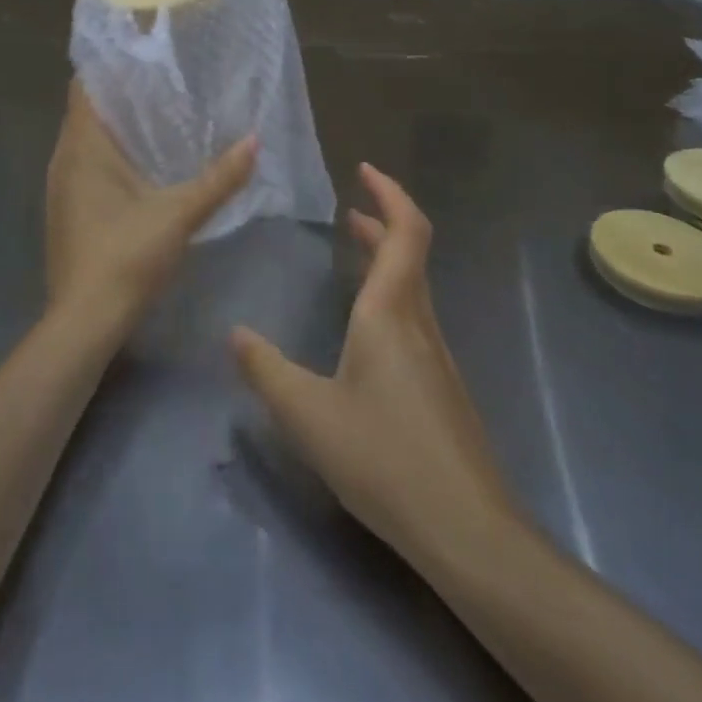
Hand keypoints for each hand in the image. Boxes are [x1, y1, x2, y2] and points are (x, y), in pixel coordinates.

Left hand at [45, 80, 256, 335]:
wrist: (84, 322)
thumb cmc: (126, 256)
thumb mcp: (180, 214)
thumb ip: (219, 178)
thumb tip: (255, 141)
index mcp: (82, 147)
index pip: (84, 86)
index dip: (109, 65)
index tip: (142, 51)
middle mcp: (63, 160)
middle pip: (87, 111)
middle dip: (120, 94)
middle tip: (163, 79)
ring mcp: (60, 188)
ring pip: (86, 142)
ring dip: (115, 127)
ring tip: (156, 114)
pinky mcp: (66, 212)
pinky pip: (85, 167)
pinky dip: (109, 156)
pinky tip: (140, 165)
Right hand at [232, 164, 513, 566]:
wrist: (468, 531)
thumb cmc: (384, 458)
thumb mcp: (308, 414)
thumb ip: (266, 370)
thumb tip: (234, 333)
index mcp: (391, 312)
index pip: (405, 231)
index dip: (389, 193)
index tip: (364, 170)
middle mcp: (420, 323)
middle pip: (411, 252)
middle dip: (382, 221)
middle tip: (350, 211)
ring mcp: (437, 356)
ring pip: (414, 286)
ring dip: (387, 258)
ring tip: (355, 252)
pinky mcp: (443, 388)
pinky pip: (416, 317)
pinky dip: (391, 295)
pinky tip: (367, 331)